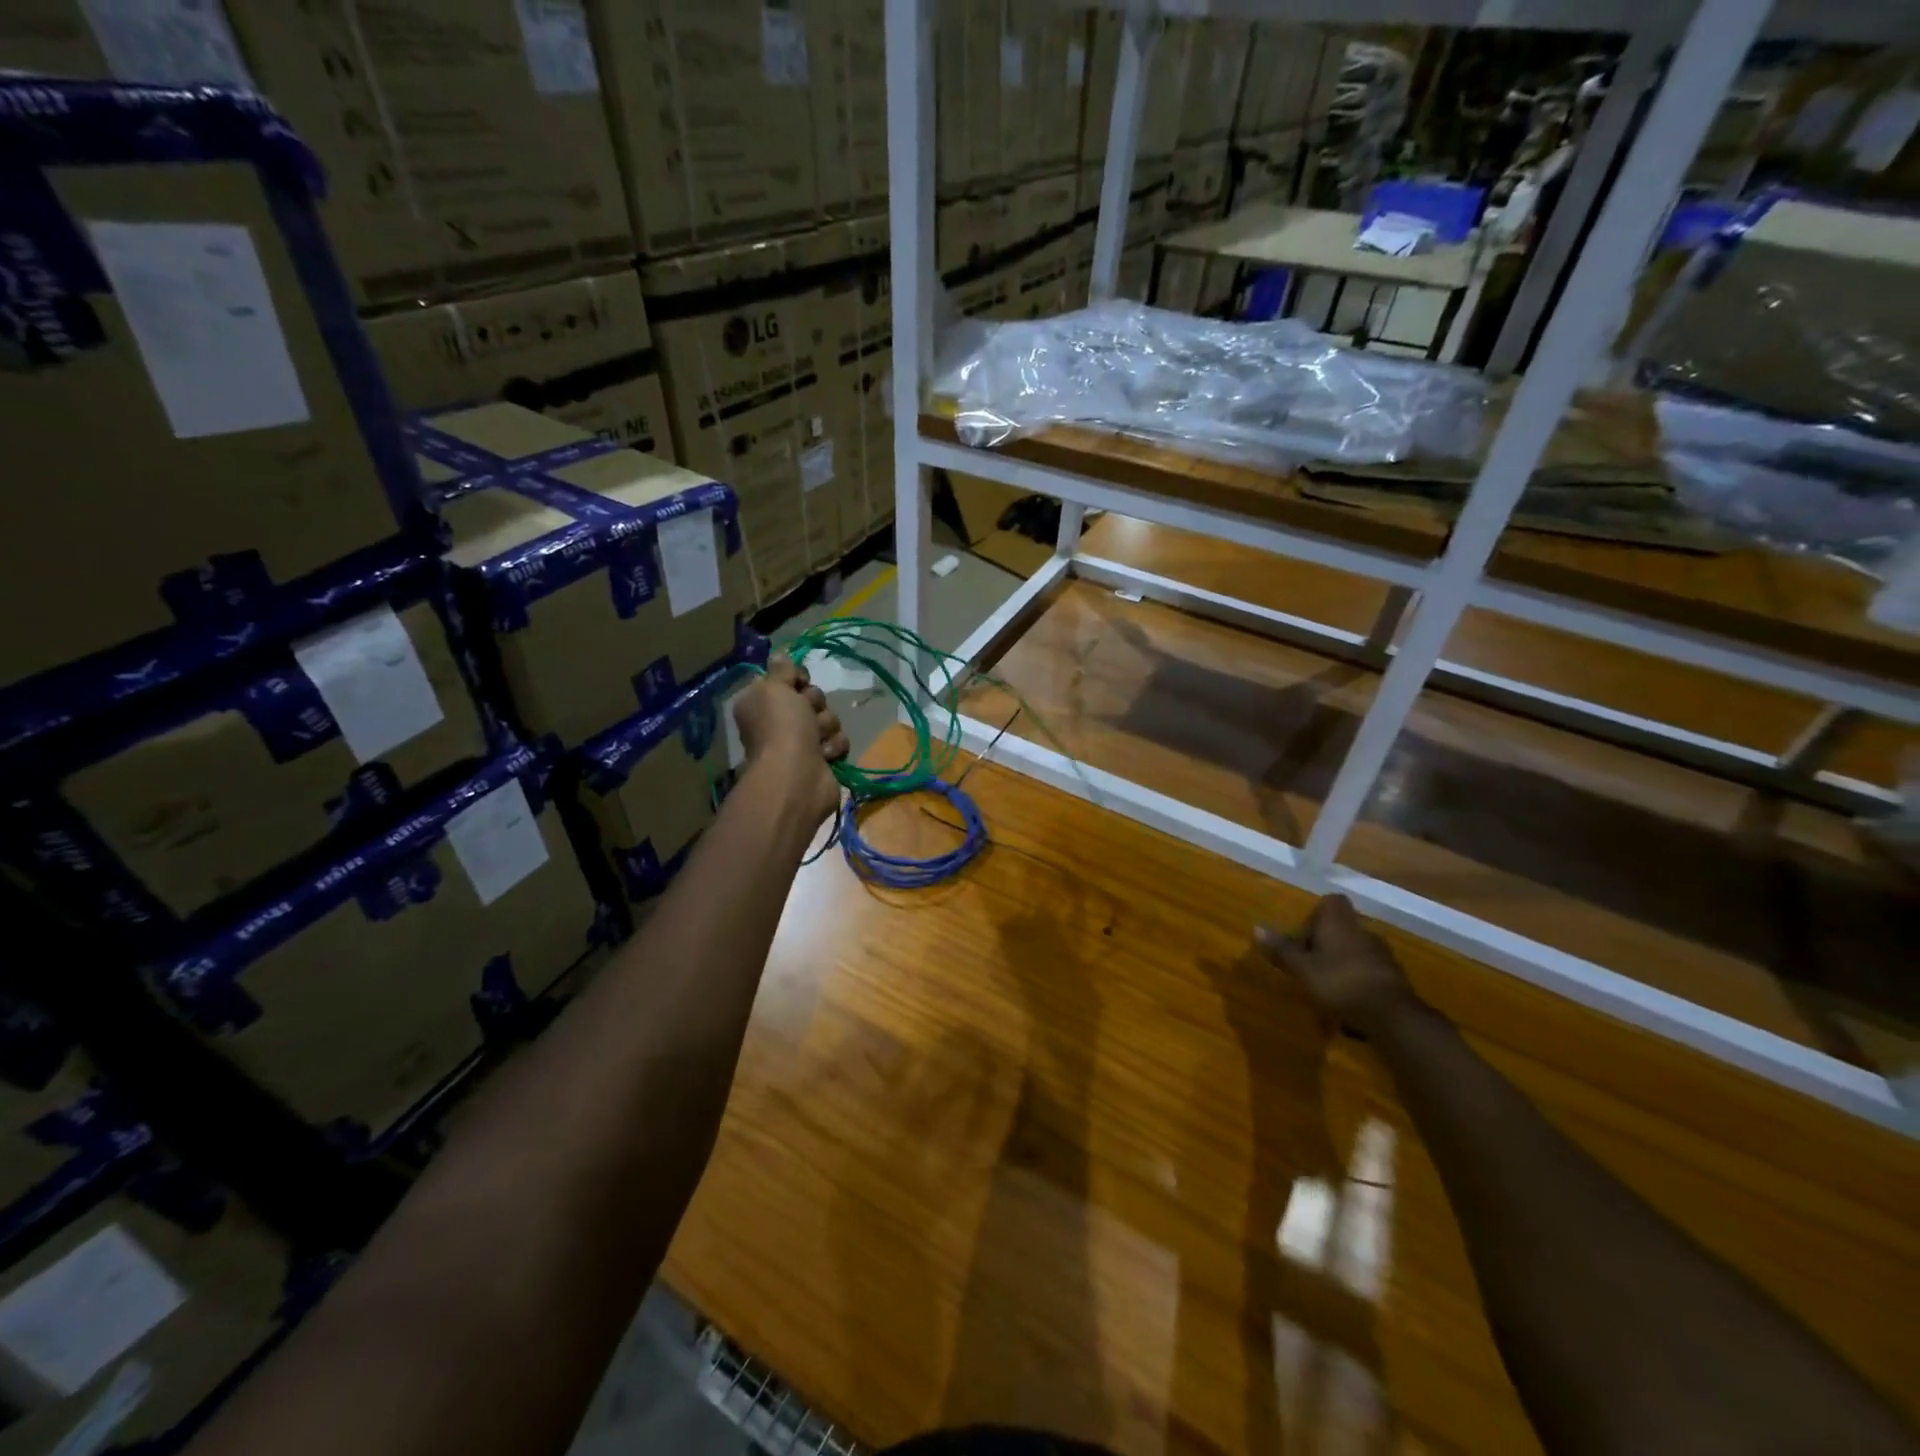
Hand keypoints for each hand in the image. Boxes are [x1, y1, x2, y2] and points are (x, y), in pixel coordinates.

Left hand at [731, 655, 848, 827]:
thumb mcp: (775, 688)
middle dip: (814, 704)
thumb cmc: (782, 728)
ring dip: (826, 727)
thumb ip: (781, 669)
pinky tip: (824, 756)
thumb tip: (780, 654)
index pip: (787, 677)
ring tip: (816, 741)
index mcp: (762, 702)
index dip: (797, 678)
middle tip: (806, 715)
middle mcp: (780, 721)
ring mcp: (802, 742)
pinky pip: (839, 741)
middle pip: (812, 697)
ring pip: (829, 718)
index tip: (799, 682)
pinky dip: (833, 747)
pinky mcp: (822, 760)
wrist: (797, 777)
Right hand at [1257, 895, 1423, 1038]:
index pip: (1332, 902)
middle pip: (1341, 929)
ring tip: (1323, 991)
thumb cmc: (1340, 983)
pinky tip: (1346, 1008)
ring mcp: (1382, 956)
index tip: (1302, 936)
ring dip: (1339, 966)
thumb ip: (1282, 949)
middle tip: (1306, 966)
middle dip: (1324, 945)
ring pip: (1354, 953)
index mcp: (1340, 923)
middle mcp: (1363, 932)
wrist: (1393, 1017)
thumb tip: (1256, 928)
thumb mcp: (1302, 968)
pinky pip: (1367, 974)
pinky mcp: (1394, 980)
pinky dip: (1355, 984)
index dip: (1315, 914)